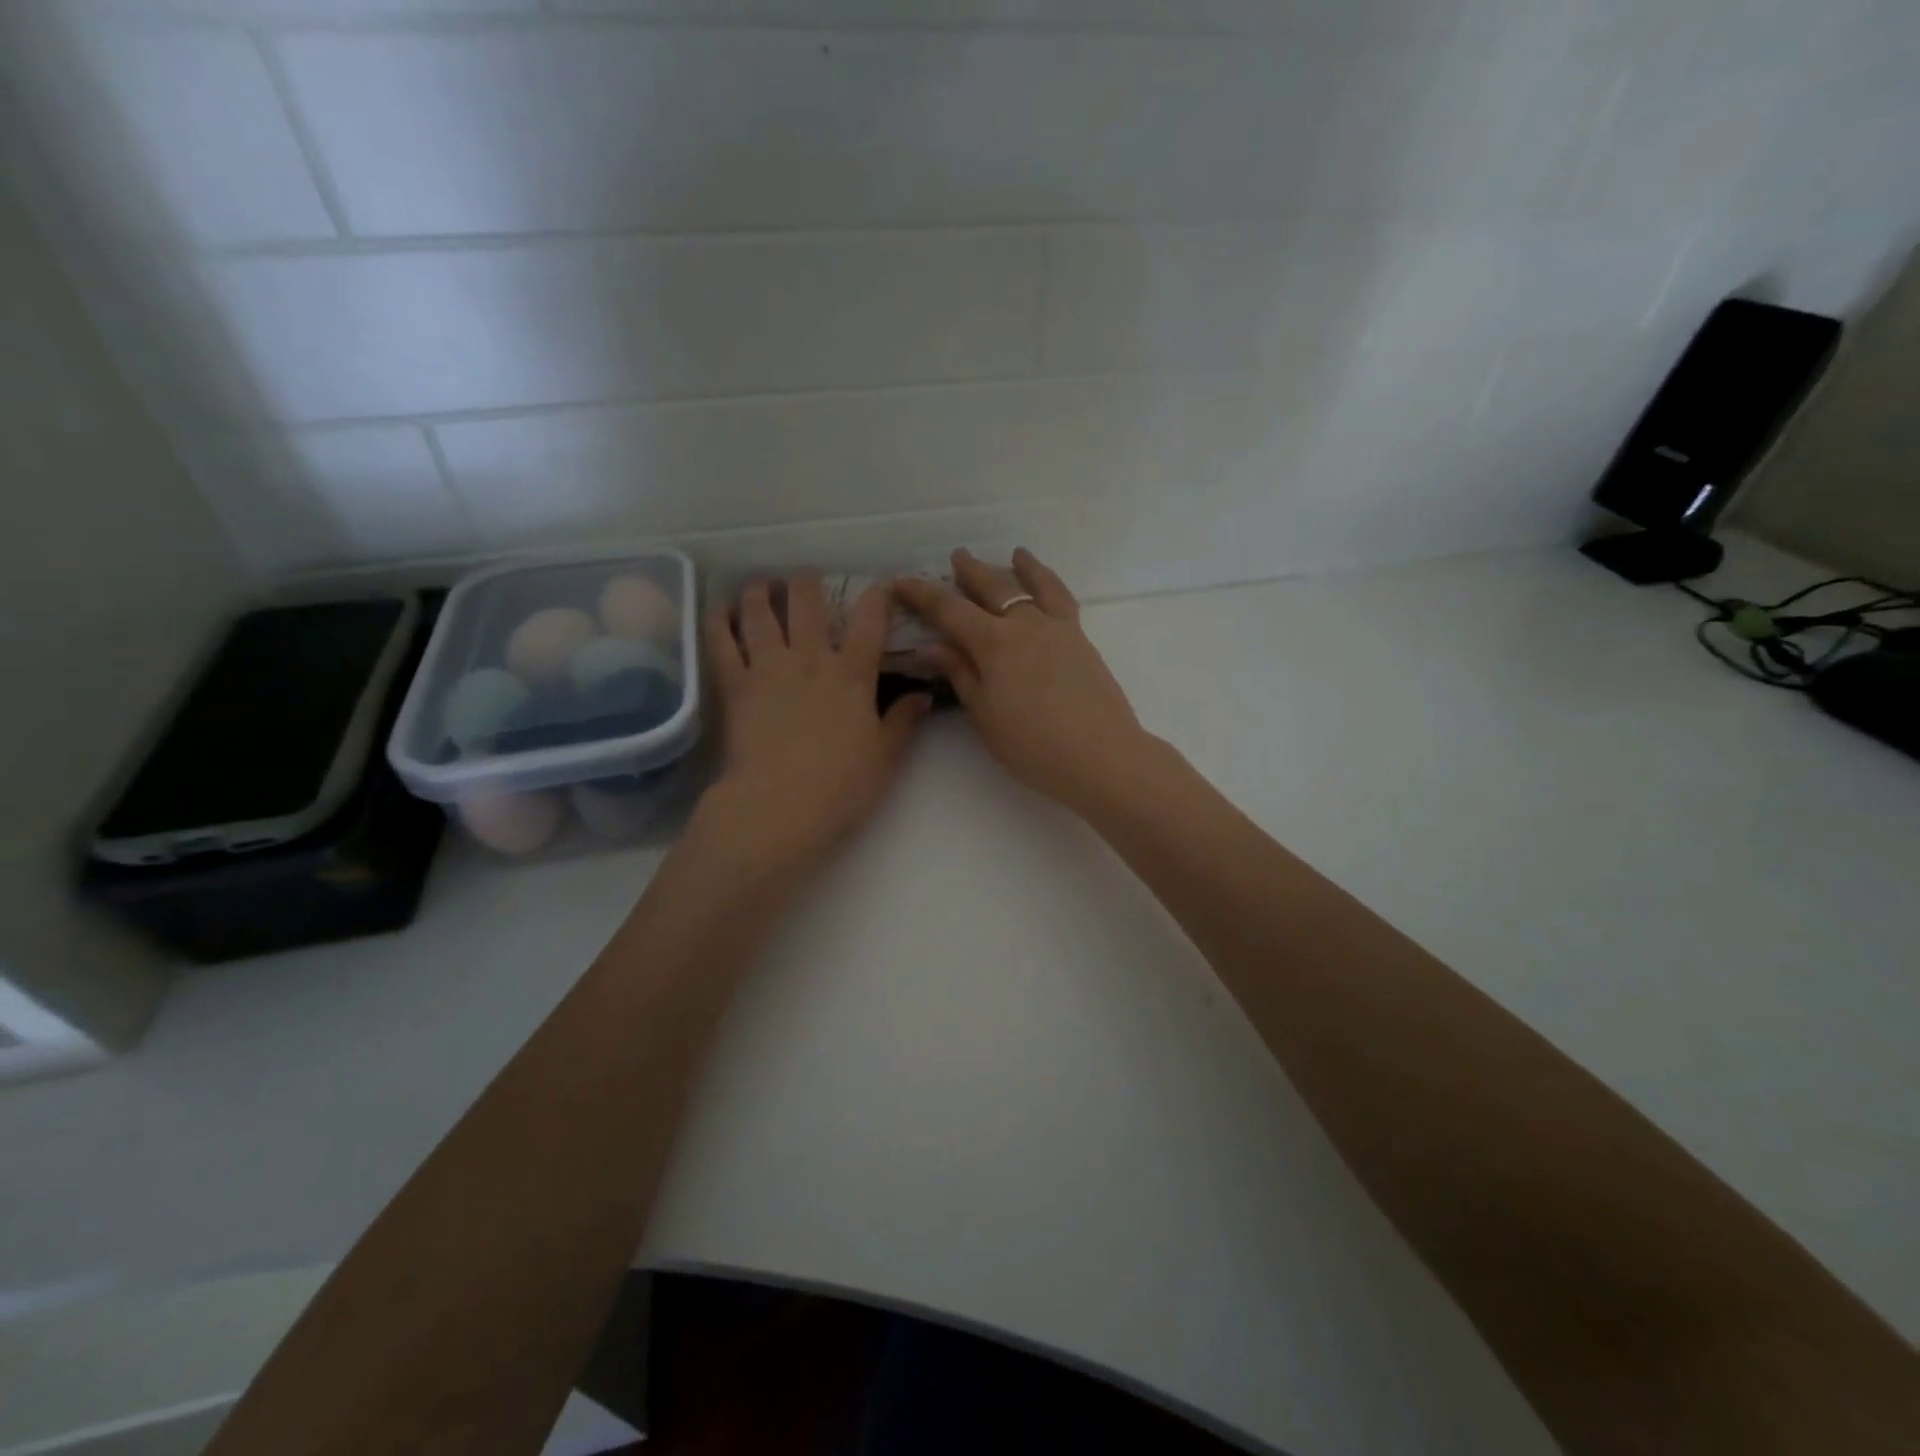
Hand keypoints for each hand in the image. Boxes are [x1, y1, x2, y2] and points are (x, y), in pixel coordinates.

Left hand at [697, 576, 930, 874]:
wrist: (780, 806)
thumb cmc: (841, 786)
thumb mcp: (884, 757)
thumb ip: (902, 722)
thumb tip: (925, 696)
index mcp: (853, 675)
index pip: (870, 622)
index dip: (877, 597)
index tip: (880, 585)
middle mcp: (810, 660)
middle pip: (807, 603)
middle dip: (808, 583)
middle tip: (806, 579)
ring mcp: (769, 668)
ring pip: (761, 613)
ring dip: (761, 592)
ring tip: (761, 584)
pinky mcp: (735, 685)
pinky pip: (722, 642)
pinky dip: (719, 620)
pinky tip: (720, 608)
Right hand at [895, 549, 1156, 812]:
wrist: (1101, 755)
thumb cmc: (1032, 745)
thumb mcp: (985, 715)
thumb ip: (960, 675)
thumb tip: (931, 647)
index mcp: (993, 643)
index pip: (949, 610)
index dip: (922, 594)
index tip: (901, 580)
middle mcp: (1024, 625)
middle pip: (993, 588)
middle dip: (971, 572)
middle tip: (957, 557)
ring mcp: (1057, 628)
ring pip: (1033, 587)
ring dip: (1018, 569)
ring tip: (1014, 554)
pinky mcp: (1081, 640)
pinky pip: (1062, 599)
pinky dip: (1050, 583)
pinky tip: (1047, 585)